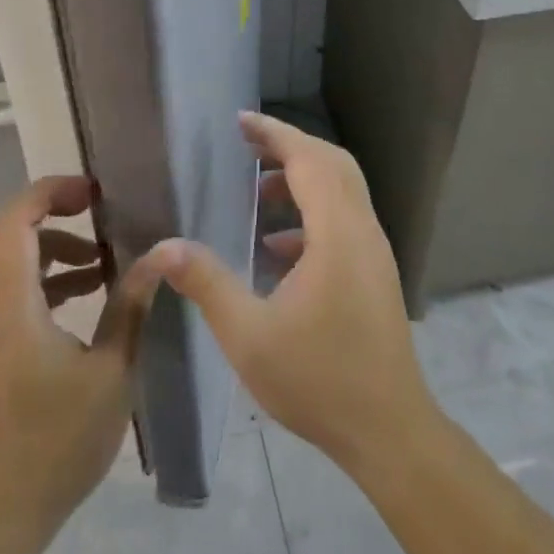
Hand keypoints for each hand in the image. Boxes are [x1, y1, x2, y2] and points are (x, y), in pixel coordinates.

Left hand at [0, 176, 156, 548]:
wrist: (4, 511)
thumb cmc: (60, 441)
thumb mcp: (110, 371)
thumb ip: (131, 306)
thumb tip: (160, 255)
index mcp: (13, 305)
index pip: (15, 222)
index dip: (49, 193)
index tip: (93, 192)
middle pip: (10, 233)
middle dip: (53, 212)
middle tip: (98, 211)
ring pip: (12, 261)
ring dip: (54, 248)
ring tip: (102, 259)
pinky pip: (16, 289)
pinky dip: (48, 278)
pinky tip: (89, 294)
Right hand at [140, 112, 436, 471]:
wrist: (390, 433)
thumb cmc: (319, 381)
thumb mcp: (249, 335)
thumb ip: (206, 283)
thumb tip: (163, 247)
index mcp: (337, 234)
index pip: (308, 160)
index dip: (275, 133)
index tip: (240, 120)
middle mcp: (362, 231)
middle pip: (332, 163)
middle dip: (289, 146)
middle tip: (247, 144)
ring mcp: (374, 252)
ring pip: (342, 190)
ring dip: (302, 179)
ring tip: (256, 194)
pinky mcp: (375, 274)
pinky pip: (344, 220)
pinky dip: (312, 213)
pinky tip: (278, 248)